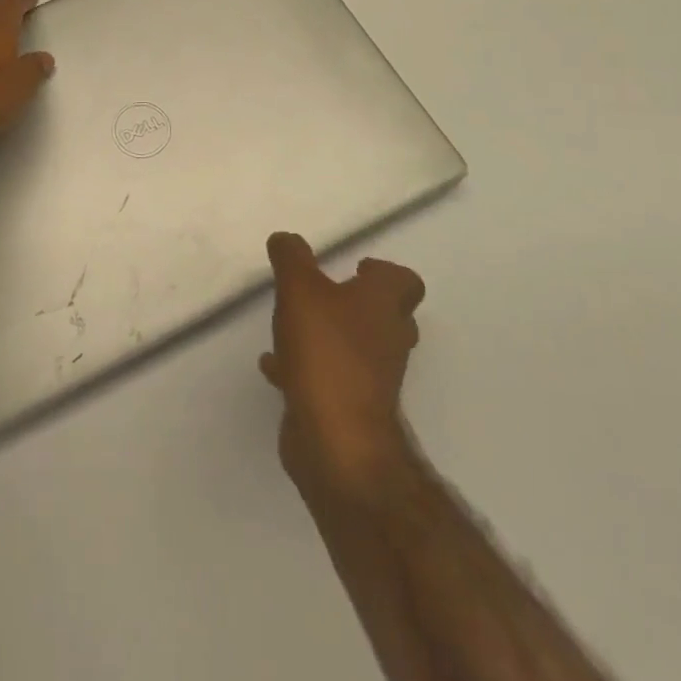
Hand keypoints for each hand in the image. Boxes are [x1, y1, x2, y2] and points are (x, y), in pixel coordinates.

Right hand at [261, 232, 424, 493]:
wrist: (336, 441)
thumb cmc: (326, 352)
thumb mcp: (300, 289)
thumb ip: (291, 258)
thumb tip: (286, 239)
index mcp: (385, 305)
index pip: (405, 281)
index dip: (383, 272)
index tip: (354, 268)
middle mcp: (388, 339)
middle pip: (385, 315)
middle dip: (355, 304)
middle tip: (324, 295)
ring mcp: (373, 379)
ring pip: (356, 348)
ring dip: (329, 336)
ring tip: (291, 327)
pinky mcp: (351, 409)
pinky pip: (331, 378)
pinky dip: (307, 368)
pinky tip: (275, 366)